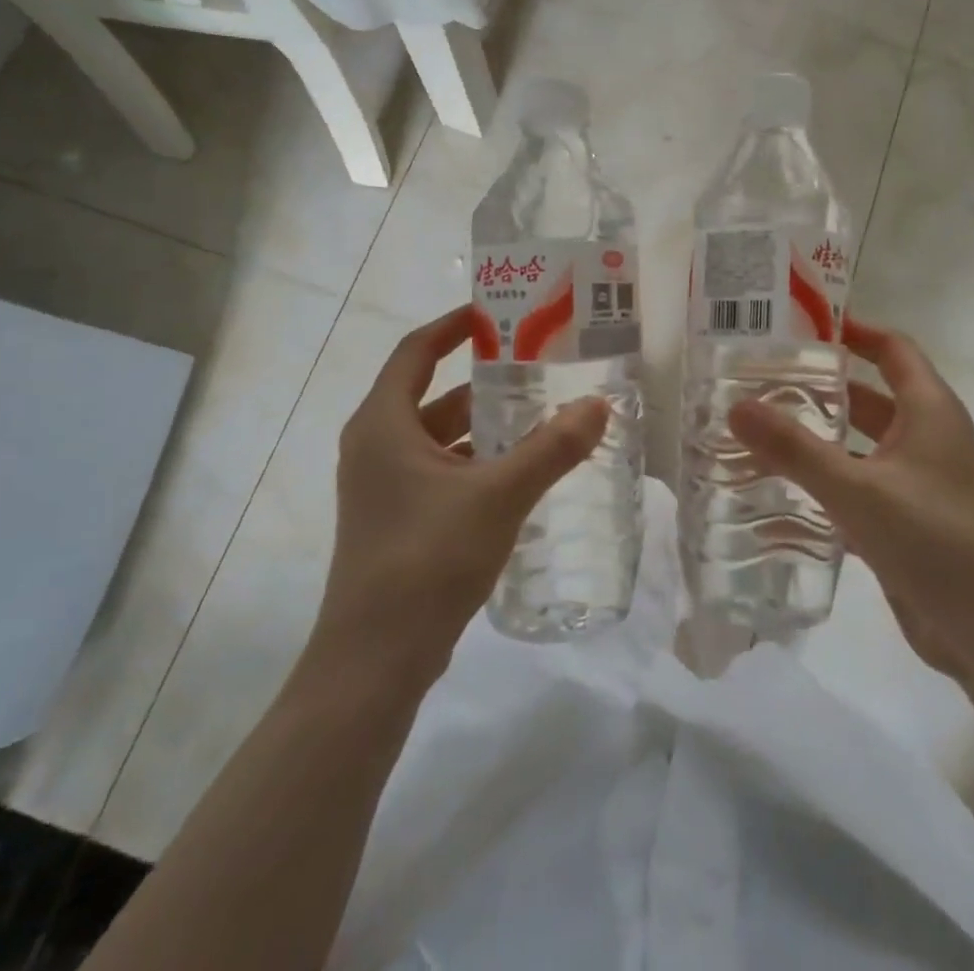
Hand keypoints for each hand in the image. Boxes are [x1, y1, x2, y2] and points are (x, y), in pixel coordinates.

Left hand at [309, 306, 607, 688]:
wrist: (375, 660)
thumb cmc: (427, 559)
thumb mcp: (499, 495)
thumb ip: (551, 448)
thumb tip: (598, 405)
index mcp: (383, 424)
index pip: (416, 350)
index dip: (454, 325)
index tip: (498, 312)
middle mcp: (375, 446)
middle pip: (432, 392)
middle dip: (483, 378)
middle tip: (536, 364)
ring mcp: (383, 486)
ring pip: (438, 435)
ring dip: (483, 424)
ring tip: (539, 414)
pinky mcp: (396, 518)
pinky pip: (440, 469)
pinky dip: (475, 460)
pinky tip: (519, 471)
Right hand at [728, 317, 973, 679]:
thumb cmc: (940, 541)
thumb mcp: (860, 490)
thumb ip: (795, 449)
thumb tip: (735, 406)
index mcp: (928, 410)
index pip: (891, 348)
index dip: (852, 330)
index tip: (797, 325)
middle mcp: (923, 438)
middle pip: (865, 396)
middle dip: (816, 388)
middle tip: (756, 381)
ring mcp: (914, 484)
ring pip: (856, 447)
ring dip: (814, 441)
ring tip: (753, 434)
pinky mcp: (903, 526)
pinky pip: (854, 492)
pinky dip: (820, 489)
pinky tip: (772, 498)